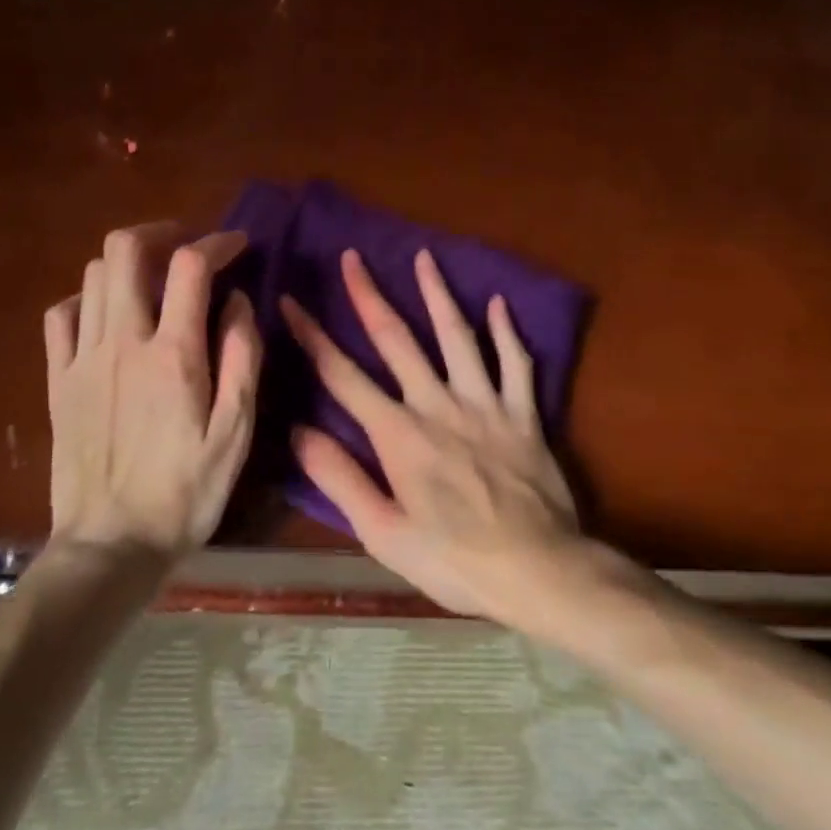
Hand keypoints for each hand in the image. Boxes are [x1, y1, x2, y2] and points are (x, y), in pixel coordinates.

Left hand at [44, 223, 262, 556]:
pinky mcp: (57, 380)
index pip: (191, 266)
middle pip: (126, 250)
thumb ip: (241, 357)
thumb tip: (238, 300)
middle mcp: (122, 342)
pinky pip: (61, 315)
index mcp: (172, 355)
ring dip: (127, 262)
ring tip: (154, 279)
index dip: (217, 242)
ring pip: (93, 275)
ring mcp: (82, 358)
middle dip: (161, 233)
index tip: (237, 245)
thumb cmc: (185, 493)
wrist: (111, 545)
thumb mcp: (236, 432)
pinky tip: (107, 315)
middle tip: (187, 246)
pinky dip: (88, 298)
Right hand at [279, 249, 581, 621]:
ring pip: (458, 337)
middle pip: (397, 341)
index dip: (313, 337)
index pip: (344, 376)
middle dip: (370, 297)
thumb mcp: (384, 534)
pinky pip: (516, 363)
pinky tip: (499, 304)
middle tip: (353, 258)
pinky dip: (507, 332)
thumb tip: (298, 432)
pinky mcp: (523, 414)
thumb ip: (340, 480)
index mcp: (399, 436)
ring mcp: (486, 405)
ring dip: (438, 295)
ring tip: (425, 258)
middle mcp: (438, 406)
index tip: (291, 302)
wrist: (539, 572)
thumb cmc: (454, 561)